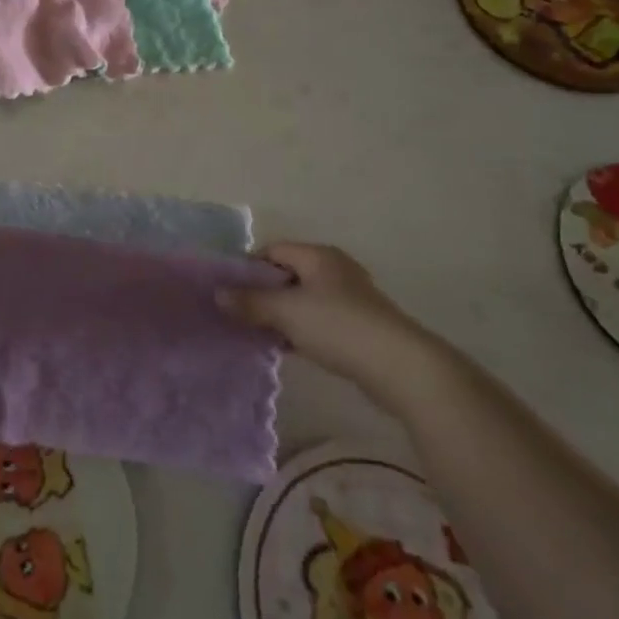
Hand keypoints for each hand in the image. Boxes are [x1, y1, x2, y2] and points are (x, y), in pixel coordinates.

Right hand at [217, 242, 440, 400]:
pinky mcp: (360, 326)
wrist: (401, 367)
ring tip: (258, 333)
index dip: (248, 267)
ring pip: (303, 300)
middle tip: (240, 313)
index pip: (272, 250)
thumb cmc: (338, 326)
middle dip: (263, 293)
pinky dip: (301, 330)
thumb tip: (218, 294)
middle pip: (287, 274)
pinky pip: (319, 320)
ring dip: (282, 315)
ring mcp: (350, 298)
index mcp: (317, 255)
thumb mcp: (286, 312)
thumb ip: (250, 302)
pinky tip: (288, 348)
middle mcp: (334, 269)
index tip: (229, 291)